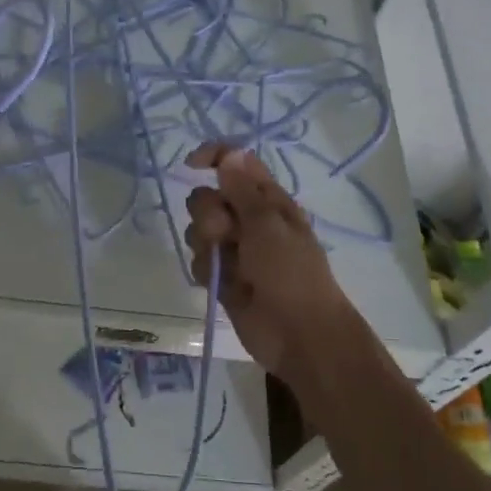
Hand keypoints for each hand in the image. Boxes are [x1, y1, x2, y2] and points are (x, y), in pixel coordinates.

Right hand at [184, 143, 359, 380]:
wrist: (299, 335)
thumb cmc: (291, 274)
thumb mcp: (268, 226)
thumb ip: (243, 191)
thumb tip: (229, 155)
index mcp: (268, 200)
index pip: (236, 164)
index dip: (213, 157)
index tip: (191, 165)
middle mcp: (249, 220)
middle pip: (208, 198)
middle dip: (208, 213)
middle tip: (225, 233)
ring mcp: (235, 250)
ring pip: (199, 230)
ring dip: (204, 243)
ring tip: (224, 265)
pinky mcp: (223, 277)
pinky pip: (199, 261)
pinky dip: (205, 270)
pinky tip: (218, 284)